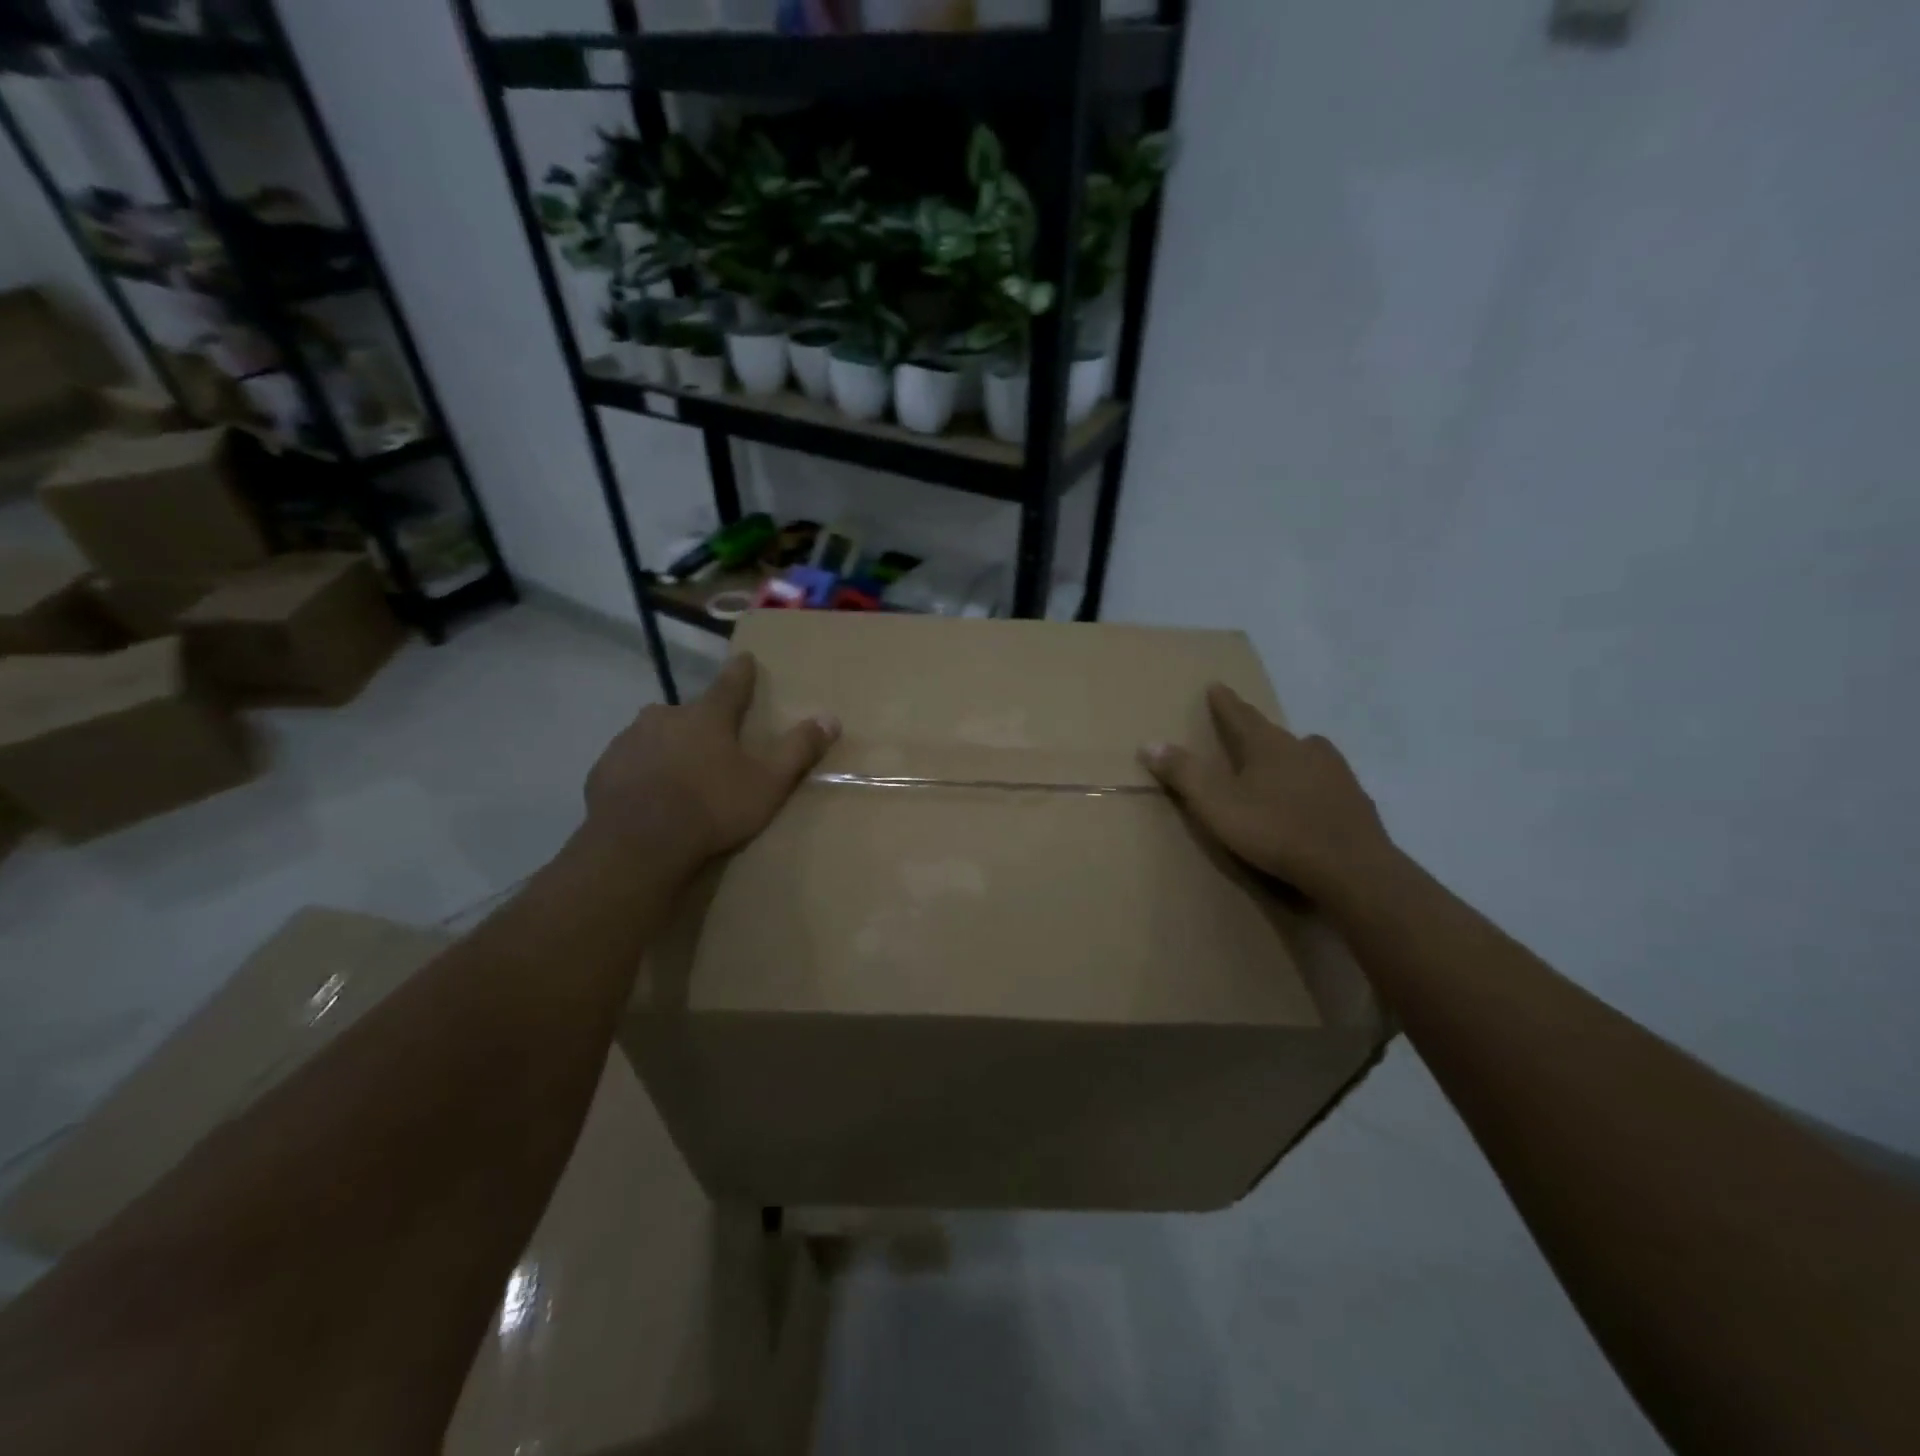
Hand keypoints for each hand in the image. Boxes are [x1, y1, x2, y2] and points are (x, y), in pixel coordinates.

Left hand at [583, 653, 838, 865]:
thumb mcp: (768, 783)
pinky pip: (630, 761)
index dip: (741, 672)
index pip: (731, 683)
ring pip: (656, 735)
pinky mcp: (604, 768)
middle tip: (712, 746)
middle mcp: (666, 716)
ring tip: (679, 775)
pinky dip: (642, 771)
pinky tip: (648, 795)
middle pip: (690, 712)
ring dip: (668, 746)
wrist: (637, 844)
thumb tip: (831, 718)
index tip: (745, 658)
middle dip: (701, 723)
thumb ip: (799, 749)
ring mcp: (630, 740)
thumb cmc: (712, 808)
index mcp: (708, 715)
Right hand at [1140, 684, 1394, 904]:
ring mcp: (1336, 773)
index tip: (1216, 686)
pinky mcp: (1356, 800)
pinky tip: (1312, 800)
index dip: (1225, 703)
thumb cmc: (1275, 830)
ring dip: (1292, 755)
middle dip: (1258, 731)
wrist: (1350, 867)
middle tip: (1247, 730)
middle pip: (1276, 734)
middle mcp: (1304, 749)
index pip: (1240, 716)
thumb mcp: (1217, 804)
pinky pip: (1328, 782)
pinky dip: (1315, 784)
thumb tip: (1149, 743)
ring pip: (1309, 754)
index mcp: (1268, 745)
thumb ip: (1184, 774)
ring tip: (1283, 763)